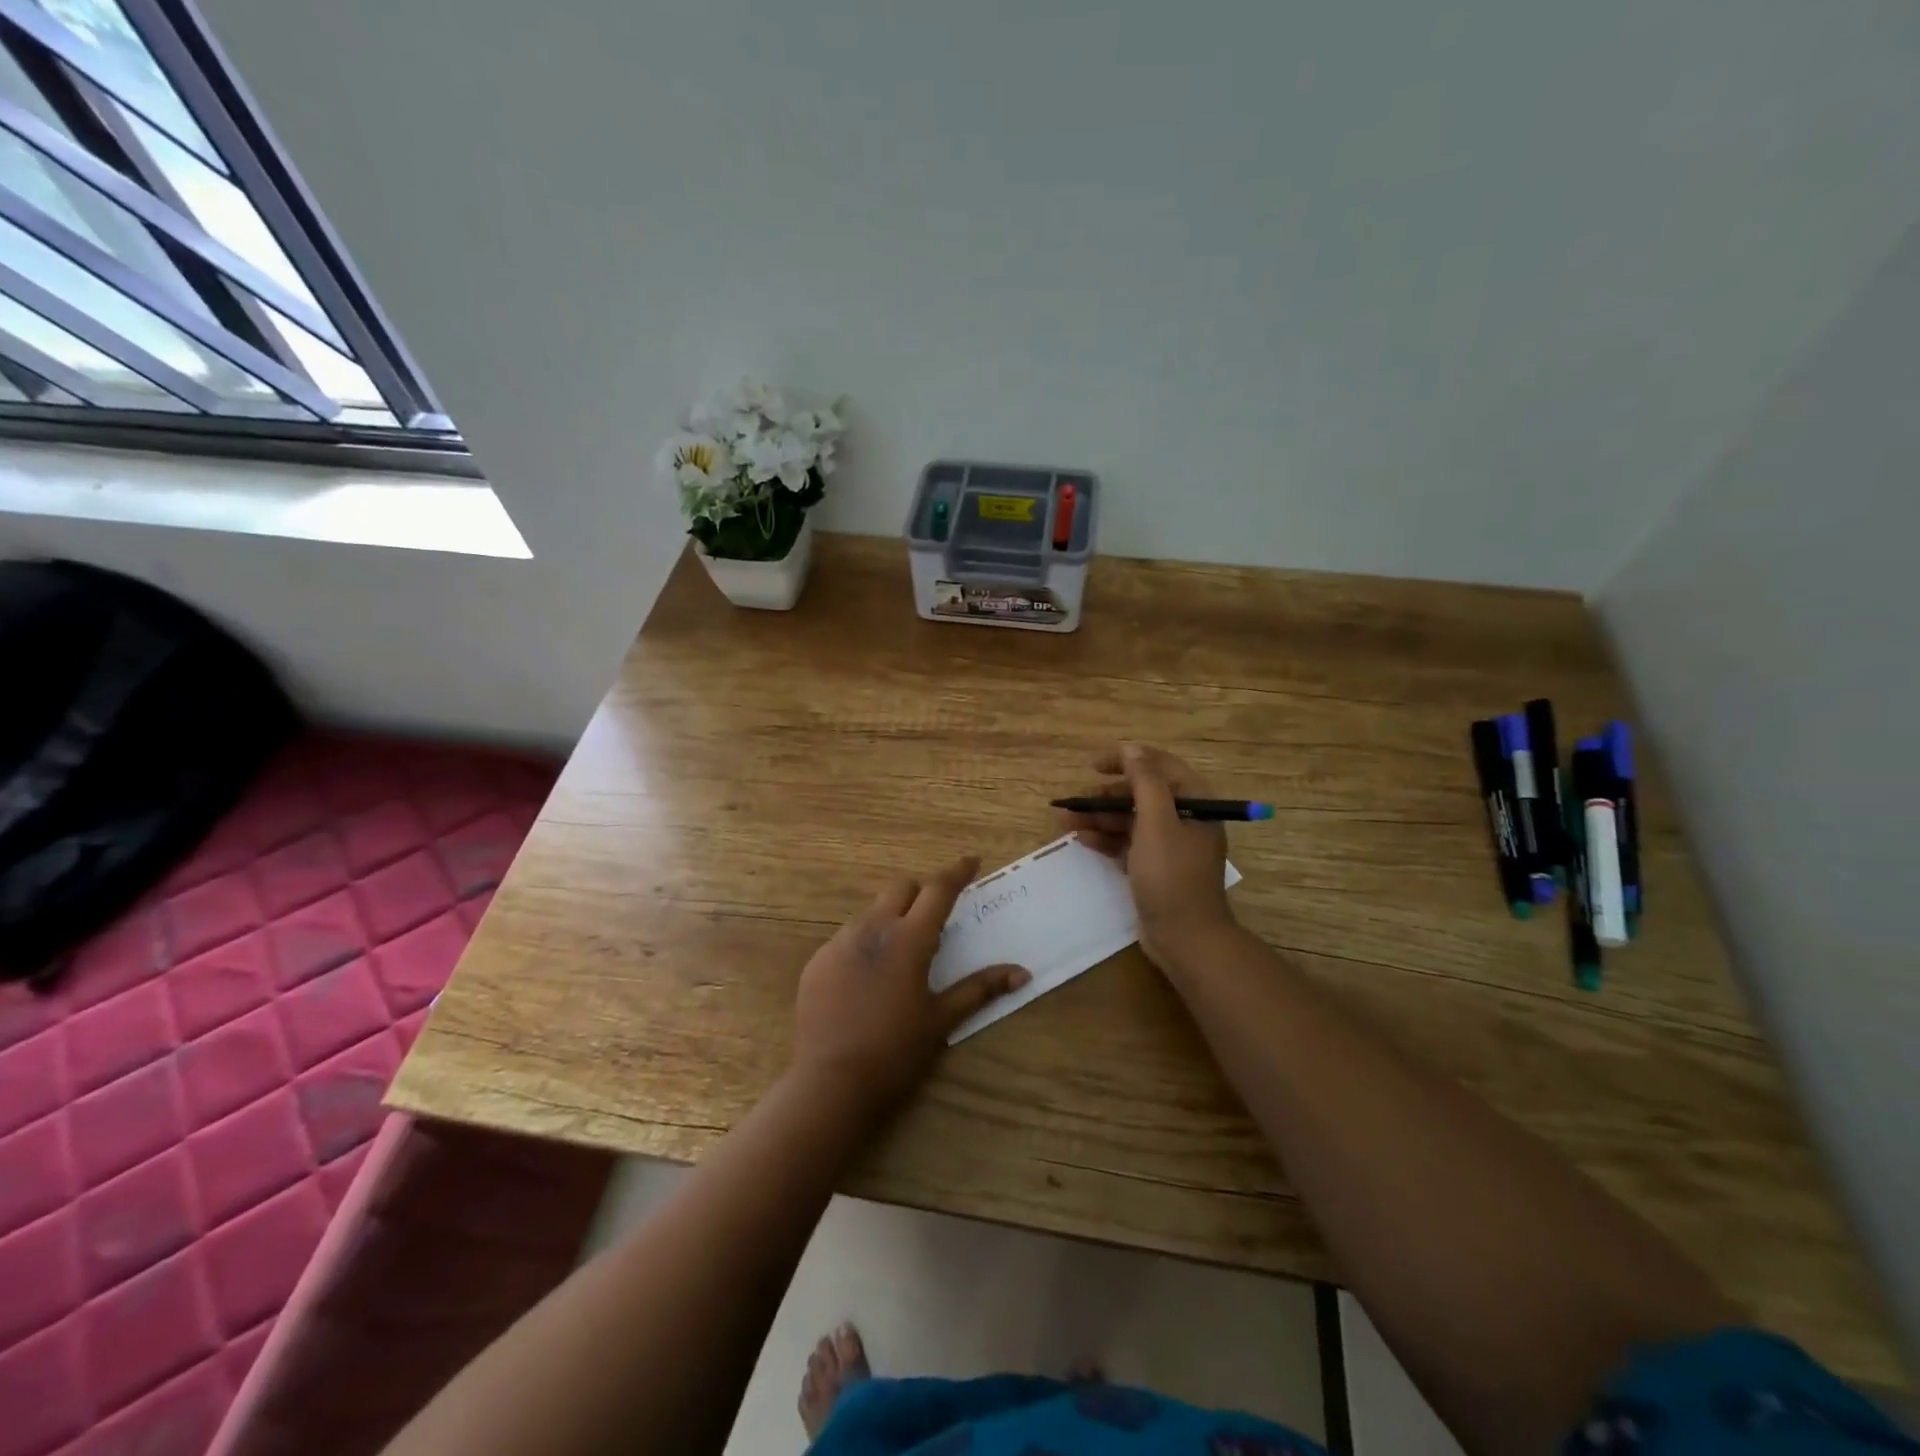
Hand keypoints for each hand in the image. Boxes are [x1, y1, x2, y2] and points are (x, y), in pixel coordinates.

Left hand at [793, 855, 1029, 1109]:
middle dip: (921, 894)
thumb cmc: (896, 1050)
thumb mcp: (942, 1019)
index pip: (938, 889)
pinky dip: (864, 944)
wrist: (831, 1081)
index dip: (957, 872)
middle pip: (902, 888)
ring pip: (871, 911)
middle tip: (933, 920)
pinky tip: (866, 980)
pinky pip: (846, 937)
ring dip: (891, 919)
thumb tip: (1022, 973)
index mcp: (909, 938)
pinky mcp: (818, 960)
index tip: (972, 861)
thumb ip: (980, 989)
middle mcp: (873, 928)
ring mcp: (840, 941)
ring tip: (899, 955)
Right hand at [1057, 744, 1237, 966]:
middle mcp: (1185, 820)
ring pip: (1131, 821)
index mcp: (1195, 804)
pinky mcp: (1155, 869)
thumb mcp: (1157, 822)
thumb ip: (1144, 781)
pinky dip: (1106, 840)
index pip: (1160, 767)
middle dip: (1106, 796)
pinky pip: (1128, 844)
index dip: (1127, 761)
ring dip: (1100, 818)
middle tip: (1075, 801)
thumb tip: (1132, 748)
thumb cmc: (1172, 875)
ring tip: (1066, 821)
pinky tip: (1081, 840)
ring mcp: (1170, 847)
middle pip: (1142, 795)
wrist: (1186, 938)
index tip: (1094, 766)